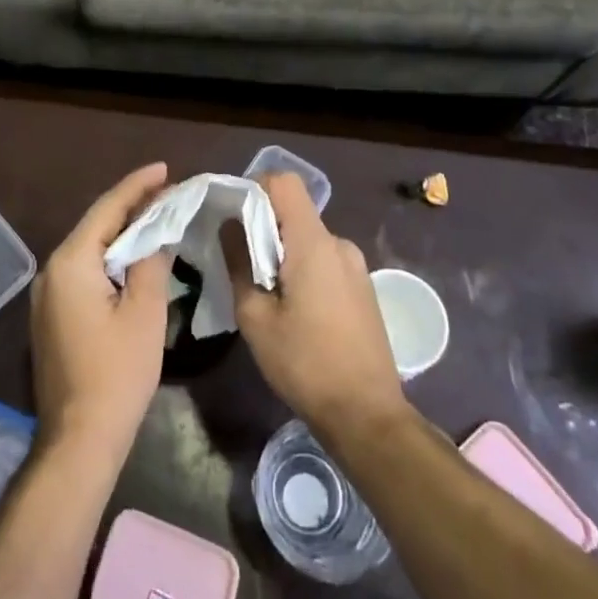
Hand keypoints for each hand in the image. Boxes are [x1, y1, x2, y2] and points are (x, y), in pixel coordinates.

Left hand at [30, 162, 173, 467]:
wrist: (79, 438)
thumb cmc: (117, 374)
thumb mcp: (144, 313)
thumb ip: (151, 262)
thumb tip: (157, 233)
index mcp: (71, 262)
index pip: (107, 209)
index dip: (137, 186)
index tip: (164, 168)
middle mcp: (52, 270)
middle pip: (95, 226)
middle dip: (130, 207)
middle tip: (166, 192)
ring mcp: (47, 294)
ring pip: (89, 249)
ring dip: (120, 234)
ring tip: (155, 217)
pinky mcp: (51, 315)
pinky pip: (83, 271)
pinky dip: (109, 259)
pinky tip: (132, 259)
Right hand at [222, 172, 407, 442]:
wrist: (368, 416)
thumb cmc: (305, 364)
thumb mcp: (255, 317)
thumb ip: (239, 262)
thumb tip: (230, 225)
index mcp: (314, 243)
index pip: (284, 182)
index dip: (254, 187)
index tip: (231, 216)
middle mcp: (339, 244)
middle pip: (294, 211)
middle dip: (262, 226)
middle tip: (239, 261)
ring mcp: (355, 265)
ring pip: (307, 238)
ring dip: (281, 251)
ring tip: (263, 291)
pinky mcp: (362, 287)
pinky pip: (323, 259)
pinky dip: (301, 268)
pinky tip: (292, 308)